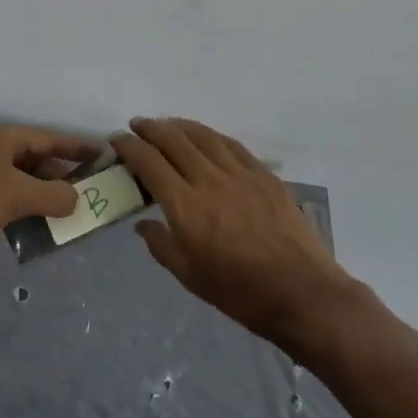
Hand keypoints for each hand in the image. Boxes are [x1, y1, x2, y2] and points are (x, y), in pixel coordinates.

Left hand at [0, 125, 100, 258]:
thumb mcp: (16, 196)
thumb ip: (53, 196)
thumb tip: (76, 199)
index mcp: (7, 138)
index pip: (53, 138)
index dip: (80, 147)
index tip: (106, 156)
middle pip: (38, 159)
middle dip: (64, 177)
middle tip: (91, 194)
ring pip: (22, 180)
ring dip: (44, 196)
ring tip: (69, 215)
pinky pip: (6, 196)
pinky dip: (23, 208)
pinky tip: (34, 227)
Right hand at [115, 117, 356, 350]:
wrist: (301, 292)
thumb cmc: (239, 292)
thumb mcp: (189, 276)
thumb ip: (161, 245)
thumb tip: (143, 224)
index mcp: (185, 206)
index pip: (149, 162)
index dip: (129, 146)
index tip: (116, 140)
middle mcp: (209, 180)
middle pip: (173, 140)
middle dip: (150, 128)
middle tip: (137, 126)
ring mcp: (240, 173)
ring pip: (203, 136)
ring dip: (179, 126)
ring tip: (167, 125)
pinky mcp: (264, 175)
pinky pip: (231, 145)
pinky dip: (211, 136)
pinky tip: (206, 138)